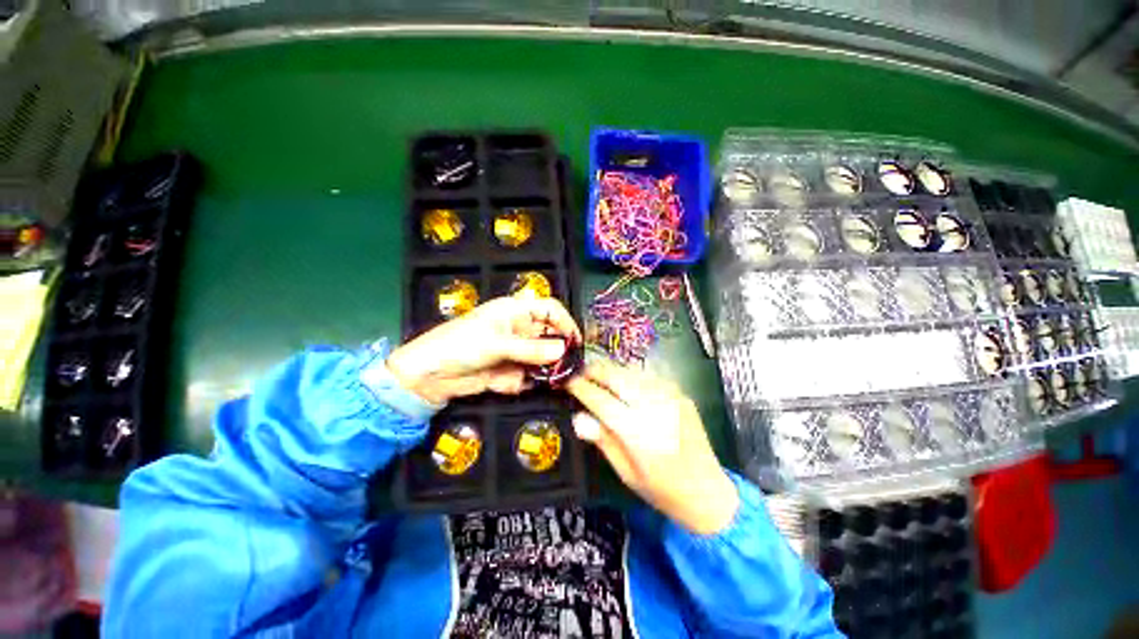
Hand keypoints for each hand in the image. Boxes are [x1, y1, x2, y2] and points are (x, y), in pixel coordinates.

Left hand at [387, 296, 580, 404]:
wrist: (428, 376)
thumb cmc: (460, 345)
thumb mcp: (497, 344)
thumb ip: (531, 349)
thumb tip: (563, 351)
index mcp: (516, 311)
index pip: (550, 310)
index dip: (565, 323)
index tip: (575, 342)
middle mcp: (520, 329)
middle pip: (550, 336)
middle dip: (559, 351)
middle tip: (569, 367)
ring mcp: (515, 351)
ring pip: (542, 358)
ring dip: (547, 370)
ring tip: (552, 381)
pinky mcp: (510, 370)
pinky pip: (528, 375)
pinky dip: (528, 382)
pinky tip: (518, 385)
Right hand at [566, 362, 738, 535]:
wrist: (707, 491)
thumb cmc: (661, 490)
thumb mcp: (625, 472)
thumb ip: (602, 439)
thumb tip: (577, 417)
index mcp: (637, 431)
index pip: (600, 400)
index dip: (580, 388)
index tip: (567, 382)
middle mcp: (654, 406)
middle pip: (616, 376)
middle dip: (594, 371)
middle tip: (580, 374)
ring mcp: (670, 396)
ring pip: (631, 371)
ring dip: (611, 370)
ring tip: (597, 376)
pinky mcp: (680, 393)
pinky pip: (648, 376)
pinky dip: (630, 375)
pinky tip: (624, 382)